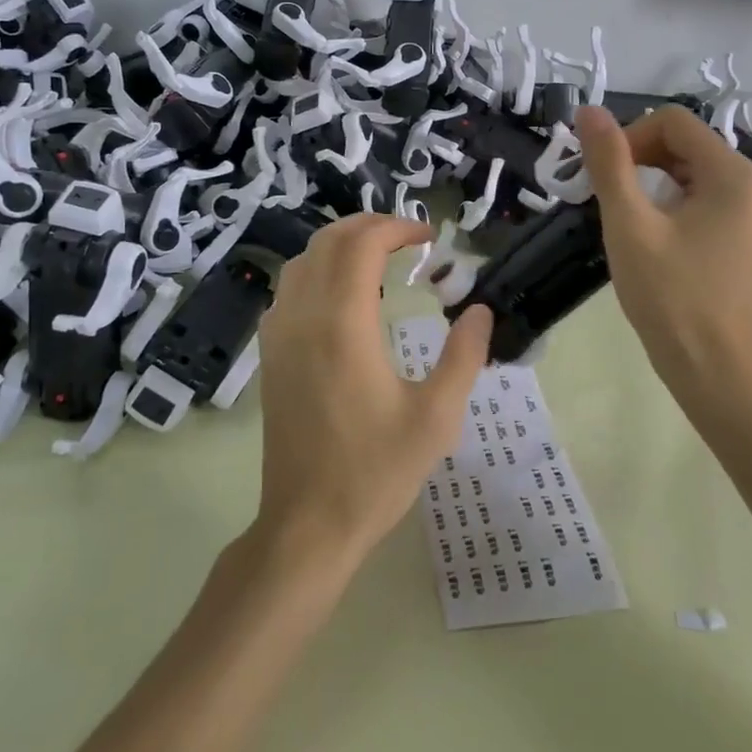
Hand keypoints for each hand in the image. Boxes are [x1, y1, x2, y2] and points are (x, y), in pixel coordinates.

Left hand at [253, 214, 492, 569]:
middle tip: (408, 239)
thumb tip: (481, 310)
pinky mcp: (270, 355)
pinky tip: (343, 297)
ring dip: (340, 245)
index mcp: (342, 325)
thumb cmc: (375, 473)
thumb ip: (463, 356)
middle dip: (369, 226)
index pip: (362, 244)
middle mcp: (303, 317)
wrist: (307, 525)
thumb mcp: (436, 417)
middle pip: (328, 241)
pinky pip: (288, 289)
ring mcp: (278, 335)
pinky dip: (317, 271)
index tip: (430, 237)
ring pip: (302, 261)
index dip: (397, 227)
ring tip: (379, 258)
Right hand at [574, 104, 751, 396]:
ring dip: (650, 183)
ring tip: (625, 220)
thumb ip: (609, 162)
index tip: (605, 177)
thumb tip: (588, 110)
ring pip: (690, 171)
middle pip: (683, 143)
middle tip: (607, 200)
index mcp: (733, 174)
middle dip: (639, 161)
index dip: (630, 138)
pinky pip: (702, 198)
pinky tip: (650, 236)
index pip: (673, 121)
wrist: (711, 368)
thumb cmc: (669, 295)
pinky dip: (669, 204)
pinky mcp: (744, 235)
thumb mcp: (629, 223)